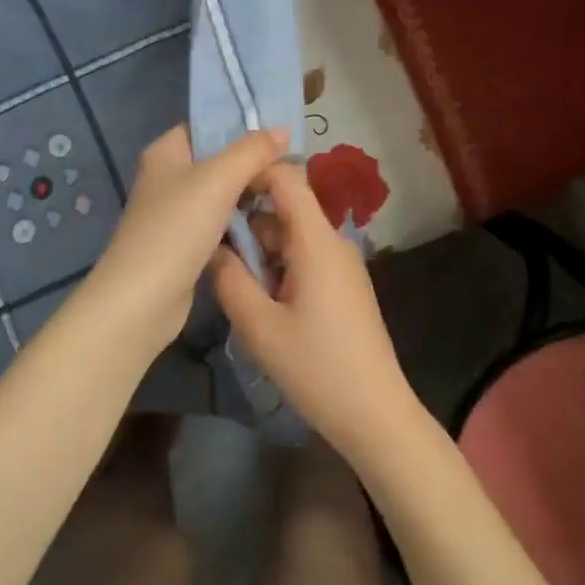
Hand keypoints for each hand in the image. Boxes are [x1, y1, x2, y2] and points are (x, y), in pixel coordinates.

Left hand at [83, 123, 288, 353]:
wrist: (142, 300)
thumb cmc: (176, 228)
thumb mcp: (219, 179)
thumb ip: (252, 151)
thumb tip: (282, 129)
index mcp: (166, 153)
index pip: (207, 126)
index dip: (241, 127)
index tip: (280, 136)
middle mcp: (167, 178)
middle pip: (218, 162)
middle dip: (253, 167)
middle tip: (292, 172)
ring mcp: (175, 214)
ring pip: (223, 196)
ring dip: (251, 199)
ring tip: (288, 197)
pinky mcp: (185, 245)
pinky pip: (221, 225)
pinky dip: (242, 226)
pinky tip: (269, 229)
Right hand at [210, 161, 423, 462]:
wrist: (373, 411)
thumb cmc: (315, 366)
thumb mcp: (259, 326)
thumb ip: (229, 279)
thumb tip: (212, 247)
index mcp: (317, 241)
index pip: (287, 178)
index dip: (252, 174)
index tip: (216, 193)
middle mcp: (334, 242)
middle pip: (287, 208)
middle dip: (249, 222)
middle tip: (211, 249)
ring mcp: (342, 265)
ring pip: (294, 236)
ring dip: (262, 249)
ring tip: (231, 280)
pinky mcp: (345, 286)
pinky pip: (306, 257)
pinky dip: (280, 266)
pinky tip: (261, 299)